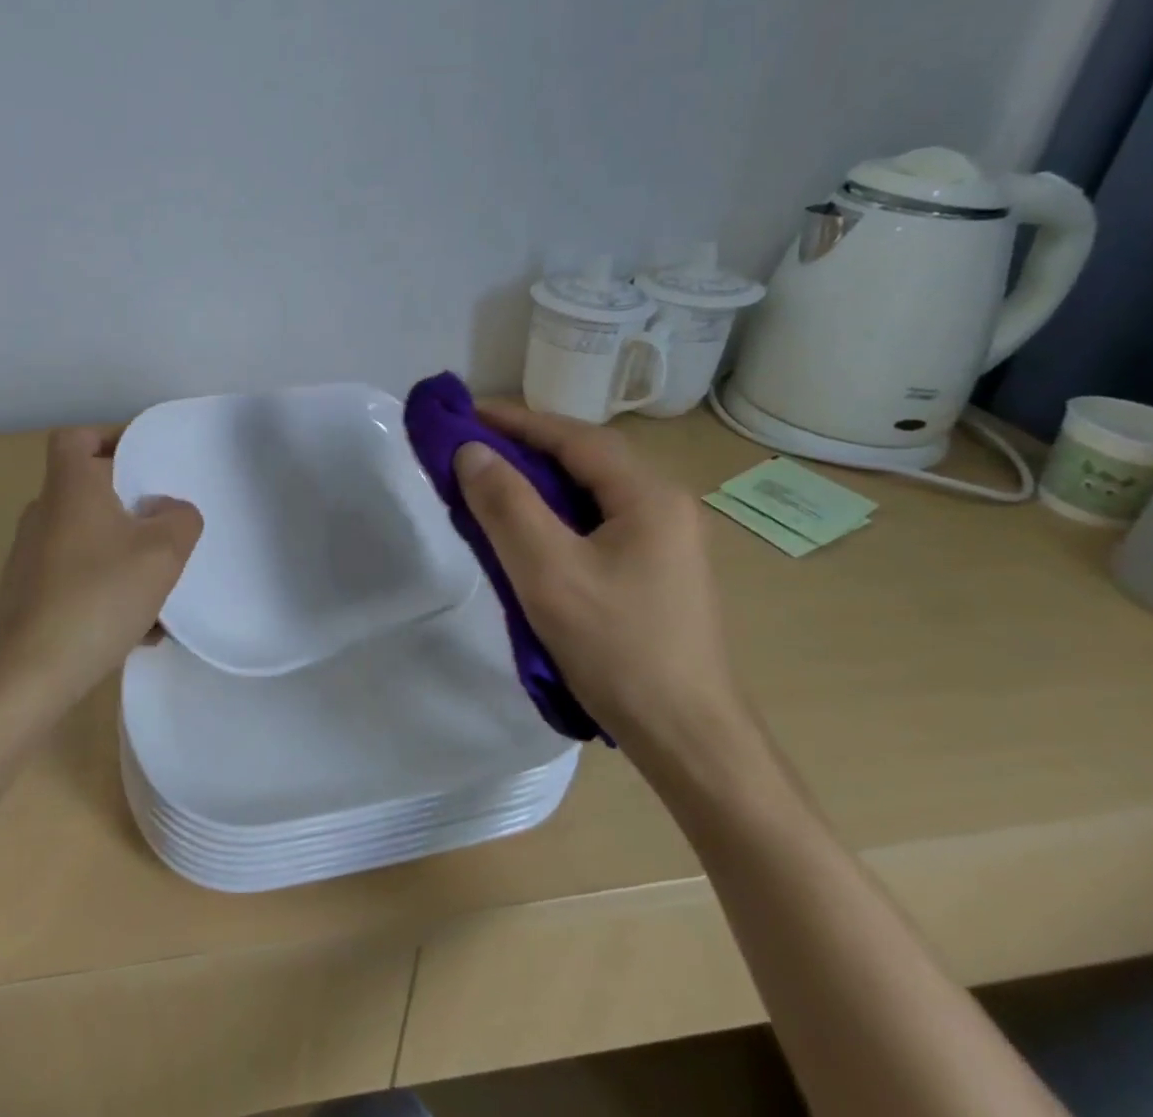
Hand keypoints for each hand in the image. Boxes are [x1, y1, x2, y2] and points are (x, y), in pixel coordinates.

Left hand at [0, 426, 202, 715]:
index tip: (144, 462)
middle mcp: (44, 514)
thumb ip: (181, 520)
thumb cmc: (97, 597)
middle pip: (88, 490)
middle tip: (165, 525)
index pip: (76, 437)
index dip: (109, 438)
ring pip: (89, 540)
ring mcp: (32, 557)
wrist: (27, 677)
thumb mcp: (162, 553)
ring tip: (160, 590)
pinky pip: (78, 578)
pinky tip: (140, 630)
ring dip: (125, 556)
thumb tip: (170, 510)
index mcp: (70, 488)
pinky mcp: (29, 596)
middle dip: (131, 506)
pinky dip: (108, 591)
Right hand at [453, 403, 747, 757]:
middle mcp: (666, 506)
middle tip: (470, 448)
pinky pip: (599, 521)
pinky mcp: (659, 570)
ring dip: (540, 480)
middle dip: (526, 446)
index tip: (464, 413)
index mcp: (648, 495)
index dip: (515, 420)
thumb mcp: (548, 571)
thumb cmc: (617, 648)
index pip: (573, 436)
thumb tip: (470, 451)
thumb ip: (506, 504)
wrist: (689, 739)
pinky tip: (530, 531)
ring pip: (591, 491)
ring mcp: (668, 540)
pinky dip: (557, 512)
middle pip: (586, 458)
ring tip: (490, 483)